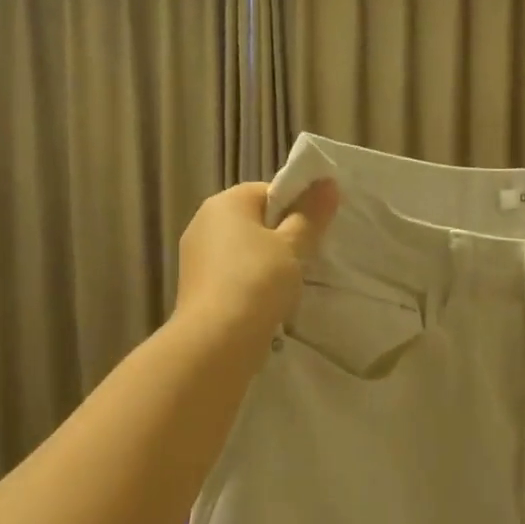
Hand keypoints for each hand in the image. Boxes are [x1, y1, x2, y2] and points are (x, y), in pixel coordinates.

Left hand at [174, 181, 340, 340]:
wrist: (216, 339)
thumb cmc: (257, 281)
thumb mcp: (293, 245)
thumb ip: (311, 214)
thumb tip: (328, 183)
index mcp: (225, 202)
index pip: (268, 191)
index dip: (296, 207)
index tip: (315, 231)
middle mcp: (204, 221)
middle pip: (254, 219)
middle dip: (282, 235)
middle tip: (308, 256)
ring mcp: (196, 255)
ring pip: (243, 248)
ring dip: (267, 260)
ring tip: (290, 282)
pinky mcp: (196, 285)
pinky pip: (232, 272)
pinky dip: (251, 280)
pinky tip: (267, 299)